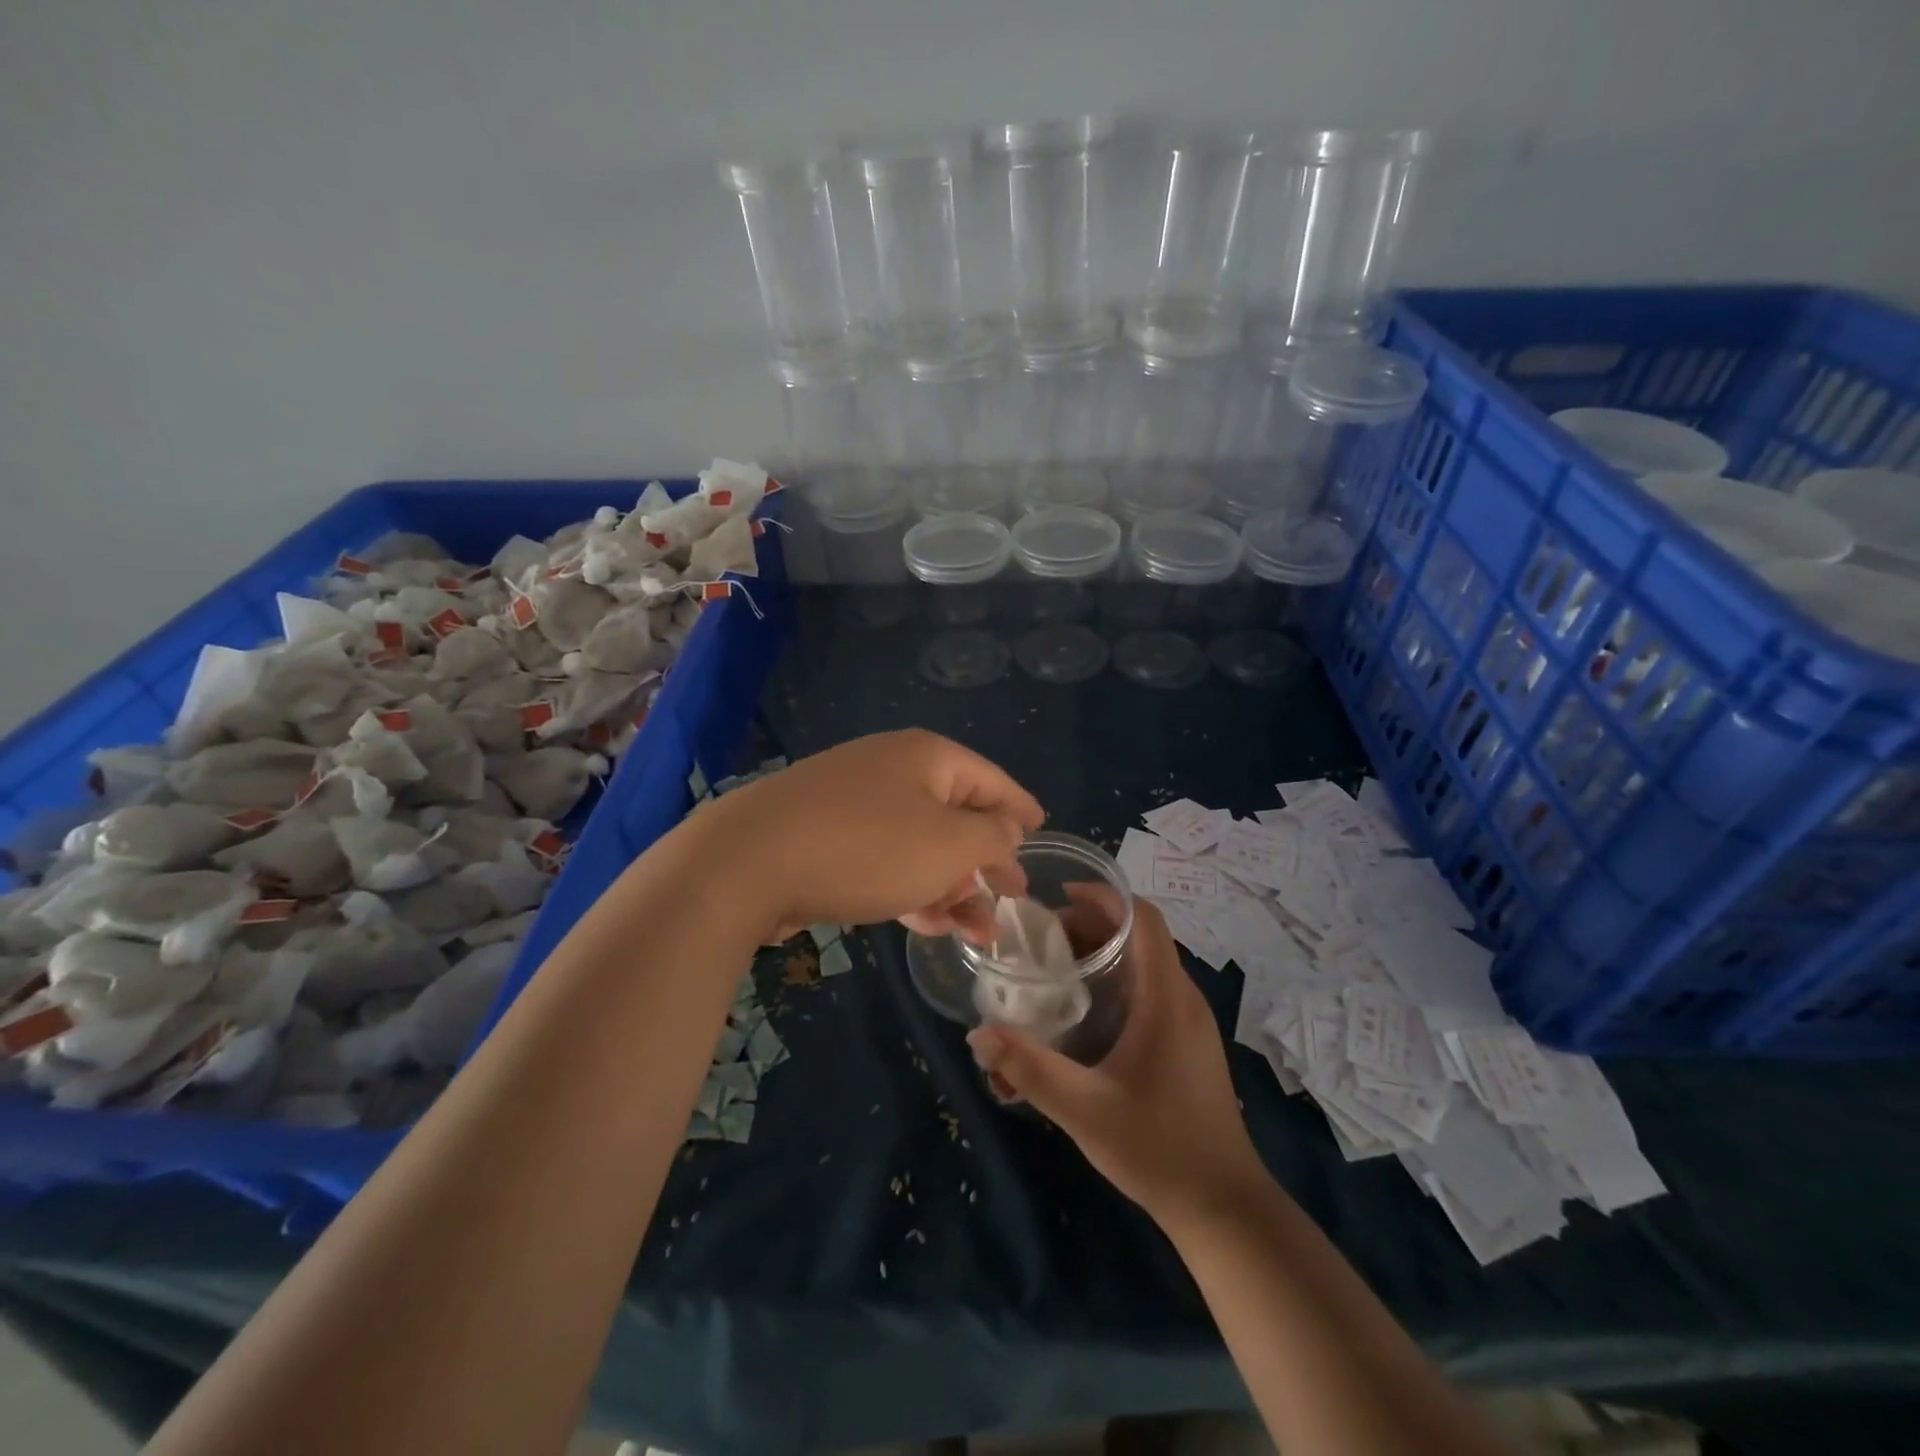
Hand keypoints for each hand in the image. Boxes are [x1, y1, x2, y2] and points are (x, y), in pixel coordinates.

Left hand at [703, 730, 1042, 943]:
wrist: (747, 863)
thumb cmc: (867, 848)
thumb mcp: (949, 844)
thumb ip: (991, 836)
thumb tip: (1006, 827)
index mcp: (928, 758)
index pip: (992, 780)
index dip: (1020, 809)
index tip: (1041, 834)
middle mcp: (892, 770)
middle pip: (956, 814)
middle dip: (986, 861)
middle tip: (1011, 897)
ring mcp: (854, 802)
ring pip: (920, 844)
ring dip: (951, 886)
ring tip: (976, 932)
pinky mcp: (825, 836)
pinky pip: (885, 859)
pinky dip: (911, 887)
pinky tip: (926, 923)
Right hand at [966, 898, 1267, 1227]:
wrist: (1224, 1207)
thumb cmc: (1158, 1148)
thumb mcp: (1084, 1109)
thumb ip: (1029, 1069)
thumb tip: (978, 1034)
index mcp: (1166, 998)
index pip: (1144, 919)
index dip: (1105, 897)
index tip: (1060, 896)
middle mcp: (1183, 998)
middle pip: (1140, 936)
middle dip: (1092, 925)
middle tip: (1042, 938)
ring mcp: (1189, 1022)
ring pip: (1145, 963)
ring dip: (1104, 953)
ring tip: (1056, 966)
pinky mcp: (1187, 1043)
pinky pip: (1151, 989)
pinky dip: (1116, 979)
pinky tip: (1085, 1010)